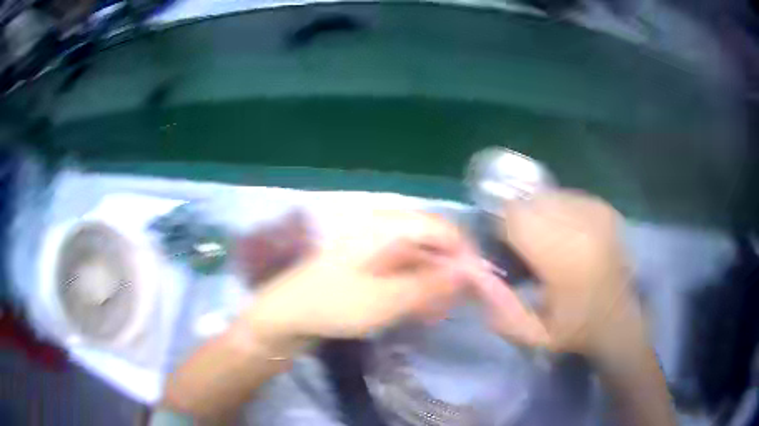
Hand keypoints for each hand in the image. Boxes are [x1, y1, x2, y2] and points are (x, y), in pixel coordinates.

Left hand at [241, 210, 470, 349]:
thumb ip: (431, 284)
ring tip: (437, 315)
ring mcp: (377, 248)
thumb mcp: (386, 300)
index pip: (443, 229)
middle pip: (433, 244)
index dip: (465, 254)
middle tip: (458, 306)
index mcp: (387, 226)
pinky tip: (421, 312)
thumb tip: (471, 272)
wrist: (286, 316)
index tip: (478, 286)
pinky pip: (404, 273)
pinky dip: (416, 291)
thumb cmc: (332, 305)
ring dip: (434, 286)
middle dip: (450, 275)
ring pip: (420, 261)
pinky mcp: (371, 266)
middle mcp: (385, 230)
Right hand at [472, 190, 642, 355]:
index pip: (515, 216)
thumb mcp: (531, 335)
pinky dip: (557, 211)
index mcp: (564, 257)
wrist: (620, 321)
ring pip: (548, 195)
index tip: (499, 246)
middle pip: (530, 200)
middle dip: (517, 219)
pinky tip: (564, 236)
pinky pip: (567, 196)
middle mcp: (582, 225)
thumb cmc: (575, 332)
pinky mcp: (604, 208)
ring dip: (537, 214)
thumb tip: (472, 272)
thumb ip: (498, 306)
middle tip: (522, 247)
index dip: (499, 226)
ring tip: (545, 243)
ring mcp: (596, 212)